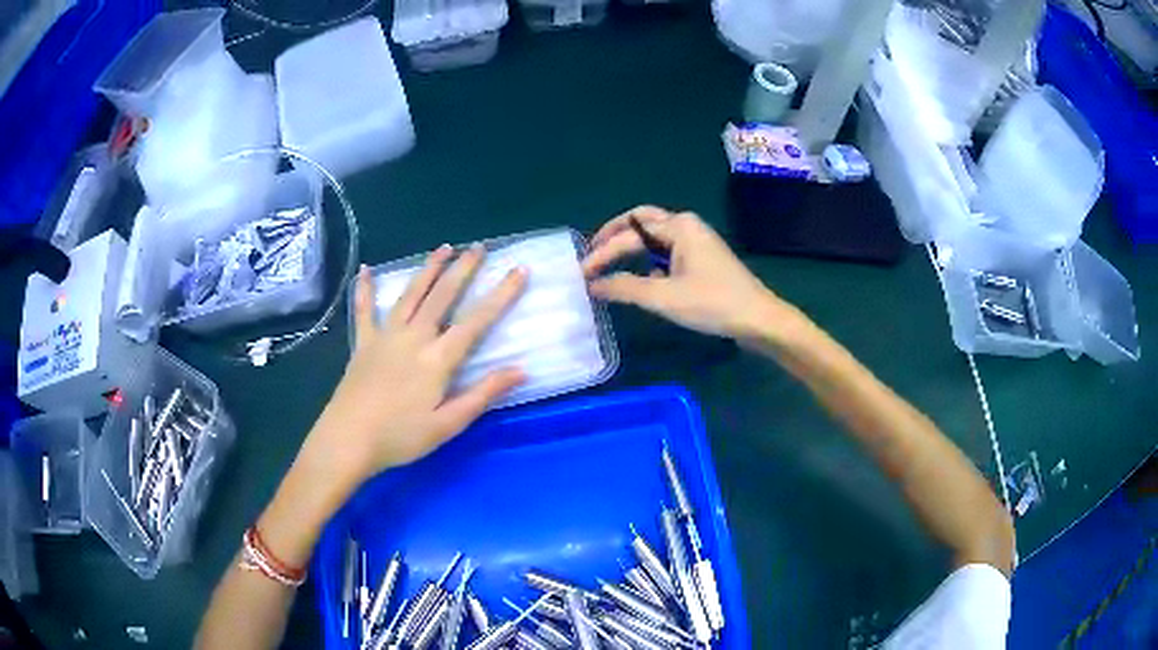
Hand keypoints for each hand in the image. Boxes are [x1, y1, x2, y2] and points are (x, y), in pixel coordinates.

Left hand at [315, 245, 527, 481]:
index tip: (519, 270)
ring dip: (428, 269)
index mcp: (437, 358)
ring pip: (411, 294)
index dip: (501, 295)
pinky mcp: (363, 343)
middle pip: (442, 295)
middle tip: (479, 247)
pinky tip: (364, 269)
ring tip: (444, 248)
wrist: (348, 439)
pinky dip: (364, 288)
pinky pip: (364, 309)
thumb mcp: (448, 424)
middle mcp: (413, 336)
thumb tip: (521, 370)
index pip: (476, 320)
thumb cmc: (400, 437)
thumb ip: (483, 394)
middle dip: (463, 269)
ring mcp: (385, 336)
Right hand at [583, 206, 794, 338]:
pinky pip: (667, 250)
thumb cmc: (712, 304)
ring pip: (655, 236)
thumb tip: (593, 286)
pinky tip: (642, 278)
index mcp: (678, 226)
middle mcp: (686, 226)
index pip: (628, 234)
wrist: (758, 319)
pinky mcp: (703, 258)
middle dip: (614, 236)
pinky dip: (649, 259)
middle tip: (592, 255)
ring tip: (609, 265)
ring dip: (631, 247)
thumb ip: (625, 288)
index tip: (581, 273)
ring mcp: (697, 241)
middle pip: (641, 222)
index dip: (602, 252)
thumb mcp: (664, 297)